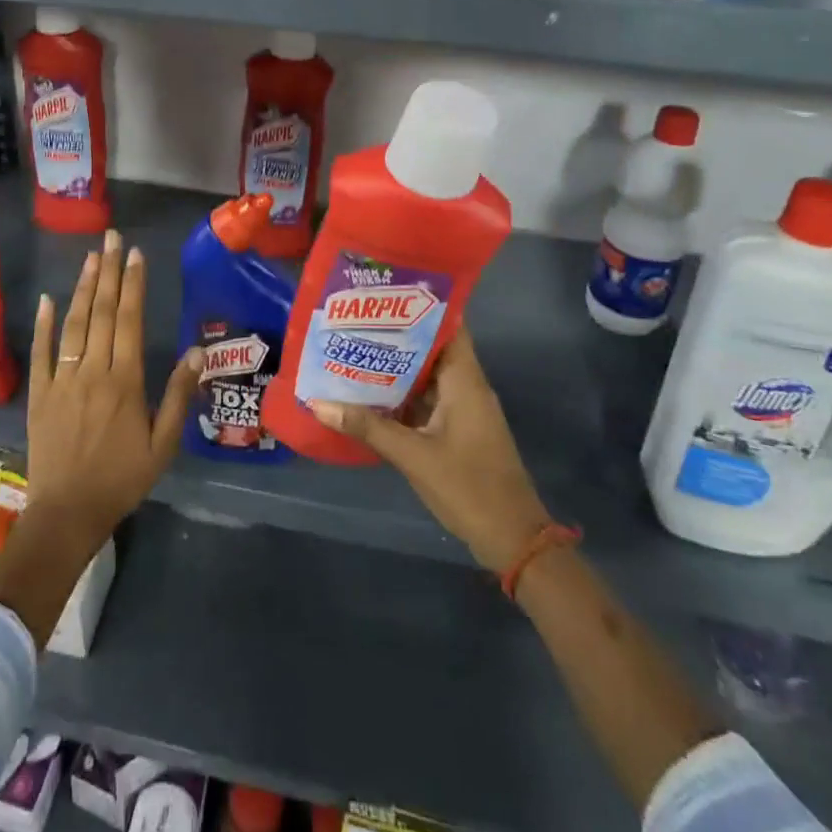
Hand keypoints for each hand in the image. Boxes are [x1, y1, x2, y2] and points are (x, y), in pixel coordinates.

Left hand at [24, 231, 200, 551]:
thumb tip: (197, 351)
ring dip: (82, 288)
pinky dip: (44, 325)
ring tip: (90, 257)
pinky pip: (41, 353)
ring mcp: (61, 380)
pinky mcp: (39, 394)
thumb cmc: (121, 479)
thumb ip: (179, 395)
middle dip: (109, 272)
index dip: (133, 284)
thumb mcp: (162, 444)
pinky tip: (47, 299)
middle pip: (102, 312)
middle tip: (113, 238)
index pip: (129, 320)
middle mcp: (92, 371)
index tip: (136, 254)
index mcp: (124, 381)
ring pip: (74, 325)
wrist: (67, 513)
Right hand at [309, 328, 551, 571]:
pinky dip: (403, 394)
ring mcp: (463, 409)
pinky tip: (370, 393)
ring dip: (397, 366)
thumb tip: (318, 403)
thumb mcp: (413, 456)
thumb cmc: (468, 487)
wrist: (512, 539)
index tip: (386, 291)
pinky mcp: (458, 430)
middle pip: (432, 347)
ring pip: (427, 375)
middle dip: (397, 334)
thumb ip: (368, 427)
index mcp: (465, 380)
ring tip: (355, 348)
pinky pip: (427, 399)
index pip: (449, 325)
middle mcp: (466, 386)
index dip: (421, 305)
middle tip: (356, 320)